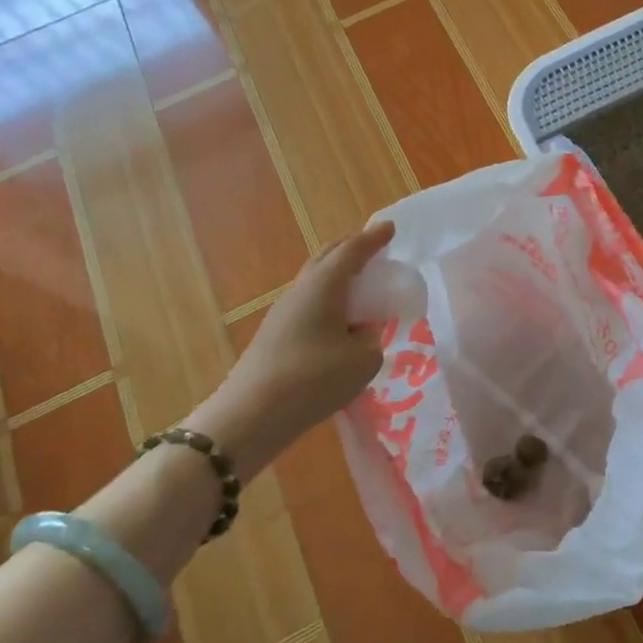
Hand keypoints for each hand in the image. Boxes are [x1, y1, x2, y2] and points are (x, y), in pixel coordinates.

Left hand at [189, 221, 394, 471]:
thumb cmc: (314, 379)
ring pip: (316, 282)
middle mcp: (301, 291)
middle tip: (374, 250)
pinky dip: (329, 302)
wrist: (252, 415)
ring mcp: (283, 313)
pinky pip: (309, 305)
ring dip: (339, 277)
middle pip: (327, 258)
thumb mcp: (363, 361)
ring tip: (360, 287)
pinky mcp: (275, 335)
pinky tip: (340, 323)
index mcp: (324, 287)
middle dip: (351, 249)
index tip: (390, 228)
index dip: (373, 239)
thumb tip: (359, 335)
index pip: (352, 251)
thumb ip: (371, 340)